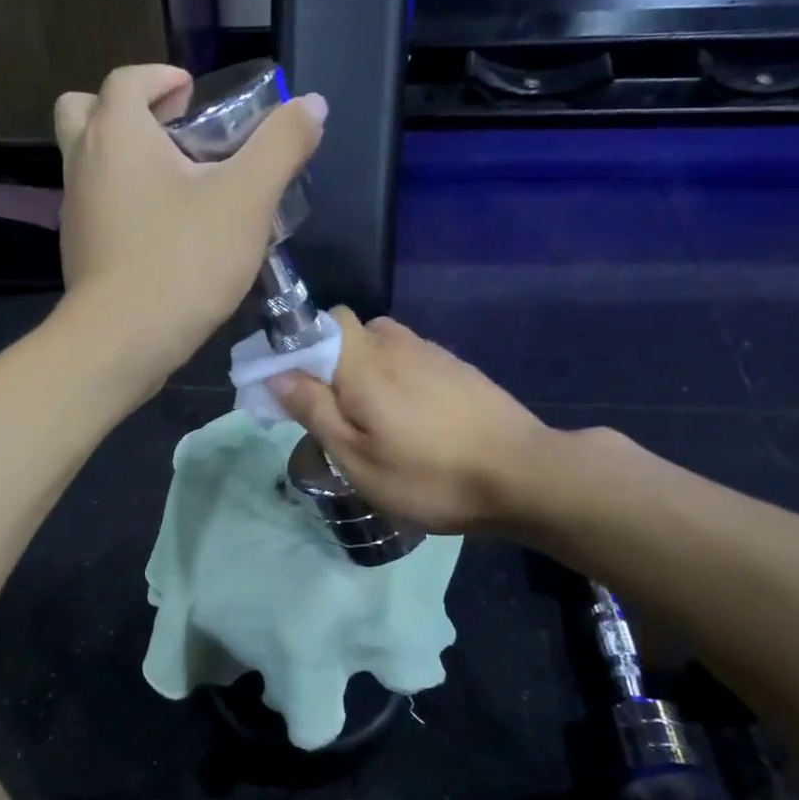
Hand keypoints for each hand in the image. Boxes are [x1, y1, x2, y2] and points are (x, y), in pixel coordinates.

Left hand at [53, 64, 325, 390]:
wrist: (123, 340)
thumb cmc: (184, 259)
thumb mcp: (247, 199)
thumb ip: (281, 145)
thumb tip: (312, 104)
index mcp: (117, 133)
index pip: (128, 79)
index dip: (161, 78)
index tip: (192, 94)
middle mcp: (84, 163)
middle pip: (85, 111)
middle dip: (127, 112)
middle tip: (171, 134)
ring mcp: (75, 212)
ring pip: (89, 164)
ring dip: (124, 160)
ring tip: (177, 187)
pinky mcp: (79, 253)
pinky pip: (97, 209)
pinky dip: (122, 204)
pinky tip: (163, 235)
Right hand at [272, 309, 549, 534]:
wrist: (523, 476)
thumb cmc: (429, 476)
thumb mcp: (357, 459)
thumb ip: (314, 411)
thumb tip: (276, 374)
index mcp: (364, 362)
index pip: (318, 322)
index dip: (297, 346)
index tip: (292, 386)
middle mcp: (397, 344)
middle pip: (350, 332)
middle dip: (331, 361)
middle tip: (333, 412)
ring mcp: (433, 353)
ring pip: (383, 345)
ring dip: (366, 370)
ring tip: (373, 418)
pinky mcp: (459, 369)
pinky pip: (412, 359)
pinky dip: (397, 377)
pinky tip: (411, 418)